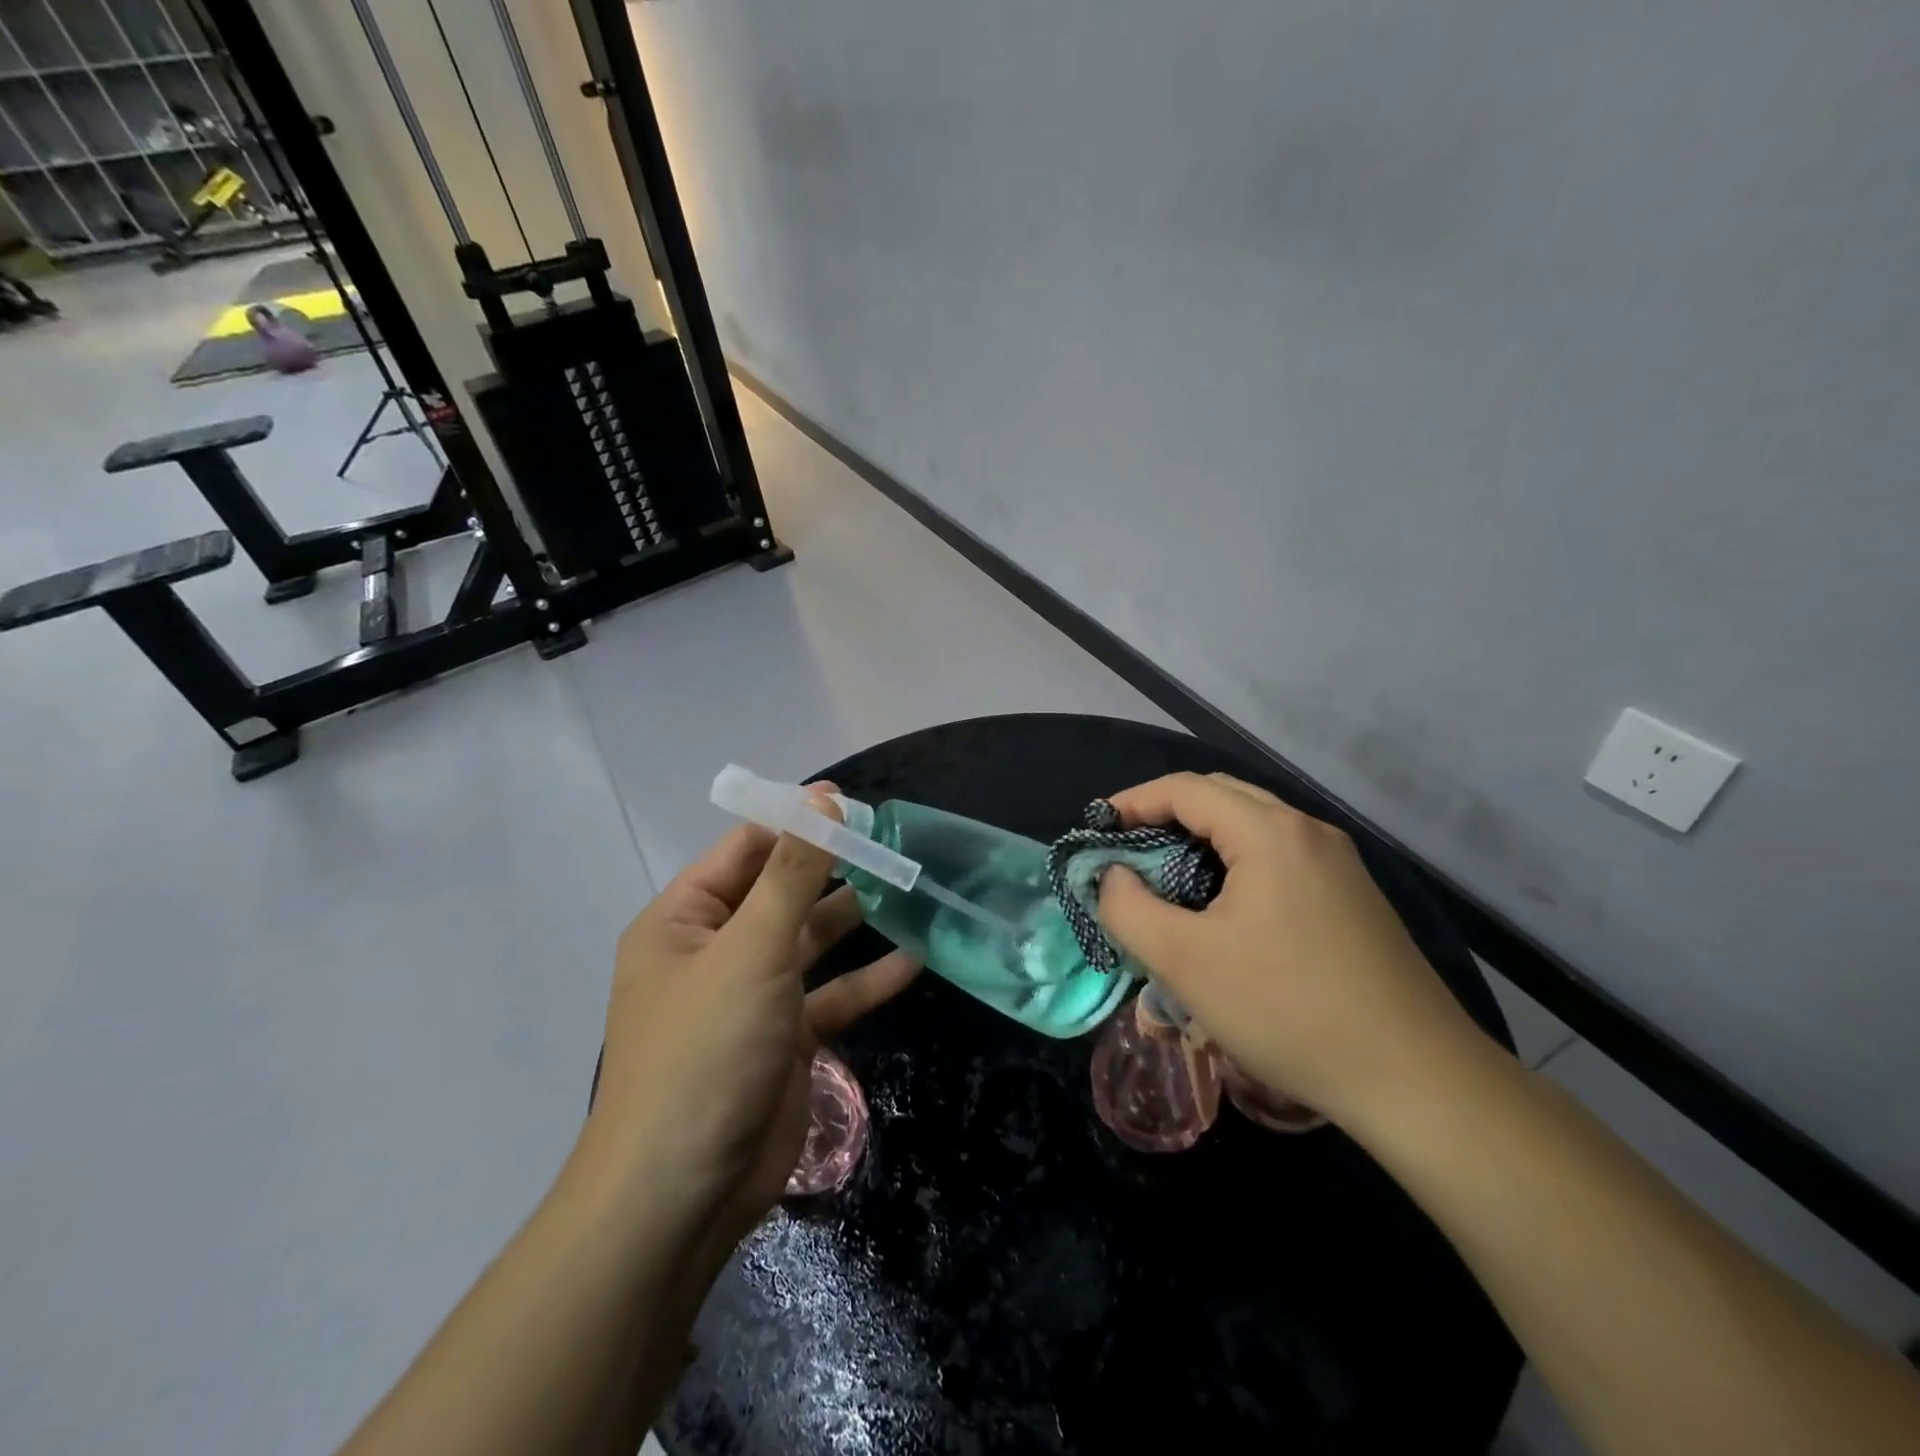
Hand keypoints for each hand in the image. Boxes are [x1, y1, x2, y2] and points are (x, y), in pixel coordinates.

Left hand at [576, 792, 917, 1244]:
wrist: (683, 1196)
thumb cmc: (706, 1050)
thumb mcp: (751, 948)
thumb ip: (792, 872)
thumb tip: (823, 799)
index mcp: (684, 920)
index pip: (744, 850)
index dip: (796, 822)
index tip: (853, 805)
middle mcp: (715, 952)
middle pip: (781, 893)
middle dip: (834, 870)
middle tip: (894, 844)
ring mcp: (752, 997)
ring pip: (810, 943)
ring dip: (855, 920)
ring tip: (910, 888)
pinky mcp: (785, 1040)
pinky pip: (830, 996)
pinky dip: (867, 980)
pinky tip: (915, 960)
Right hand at [1097, 772, 1483, 1123]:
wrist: (1417, 1080)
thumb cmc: (1287, 1010)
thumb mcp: (1185, 962)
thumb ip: (1129, 908)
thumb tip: (1114, 877)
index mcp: (1270, 832)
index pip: (1185, 789)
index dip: (1132, 802)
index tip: (1097, 831)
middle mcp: (1309, 832)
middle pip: (1222, 798)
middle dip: (1166, 816)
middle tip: (1129, 854)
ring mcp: (1339, 865)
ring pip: (1254, 828)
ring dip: (1202, 842)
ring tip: (1168, 883)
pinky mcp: (1354, 898)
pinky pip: (1280, 859)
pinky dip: (1237, 865)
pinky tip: (1225, 912)